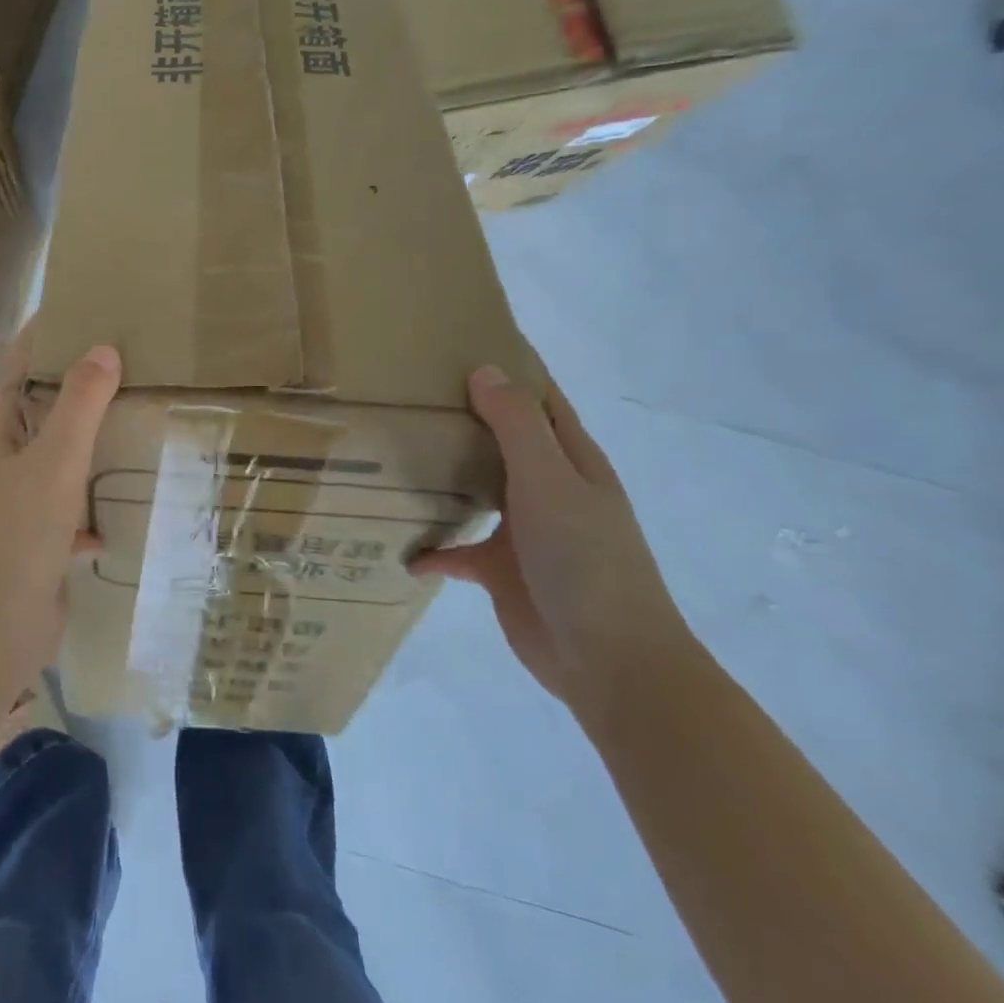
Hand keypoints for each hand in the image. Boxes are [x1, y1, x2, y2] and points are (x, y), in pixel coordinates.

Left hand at [0, 329, 121, 693]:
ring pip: (57, 463)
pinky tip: (117, 515)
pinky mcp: (36, 543)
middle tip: (123, 363)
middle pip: (39, 413)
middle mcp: (3, 465)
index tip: (76, 310)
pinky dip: (90, 509)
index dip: (39, 338)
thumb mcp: (53, 463)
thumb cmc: (16, 536)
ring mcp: (18, 506)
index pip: (15, 370)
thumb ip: (79, 406)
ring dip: (87, 447)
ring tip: (132, 424)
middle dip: (74, 389)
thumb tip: (103, 349)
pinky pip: (69, 513)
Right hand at [416, 367, 692, 718]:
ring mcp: (525, 531)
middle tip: (409, 390)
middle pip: (502, 440)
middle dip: (464, 415)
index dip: (509, 369)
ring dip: (444, 475)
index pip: (539, 399)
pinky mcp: (502, 571)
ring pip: (477, 489)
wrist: (609, 661)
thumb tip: (483, 371)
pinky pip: (459, 551)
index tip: (461, 341)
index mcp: (570, 460)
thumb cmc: (585, 559)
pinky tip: (402, 546)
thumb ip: (516, 425)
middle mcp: (548, 488)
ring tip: (395, 451)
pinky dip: (434, 548)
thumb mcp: (550, 481)